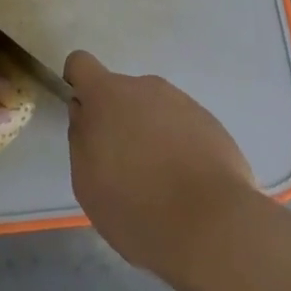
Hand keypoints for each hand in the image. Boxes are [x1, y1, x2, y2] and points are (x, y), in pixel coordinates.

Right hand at [65, 50, 256, 284]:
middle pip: (121, 93)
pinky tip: (186, 185)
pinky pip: (183, 127)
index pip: (81, 63)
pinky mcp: (211, 123)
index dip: (78, 85)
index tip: (86, 118)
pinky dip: (179, 147)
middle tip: (124, 168)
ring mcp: (182, 102)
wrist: (212, 226)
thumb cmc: (135, 206)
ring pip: (154, 110)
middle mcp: (145, 87)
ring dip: (150, 134)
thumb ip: (81, 138)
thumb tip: (86, 116)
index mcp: (108, 95)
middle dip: (118, 121)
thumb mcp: (86, 181)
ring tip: (160, 182)